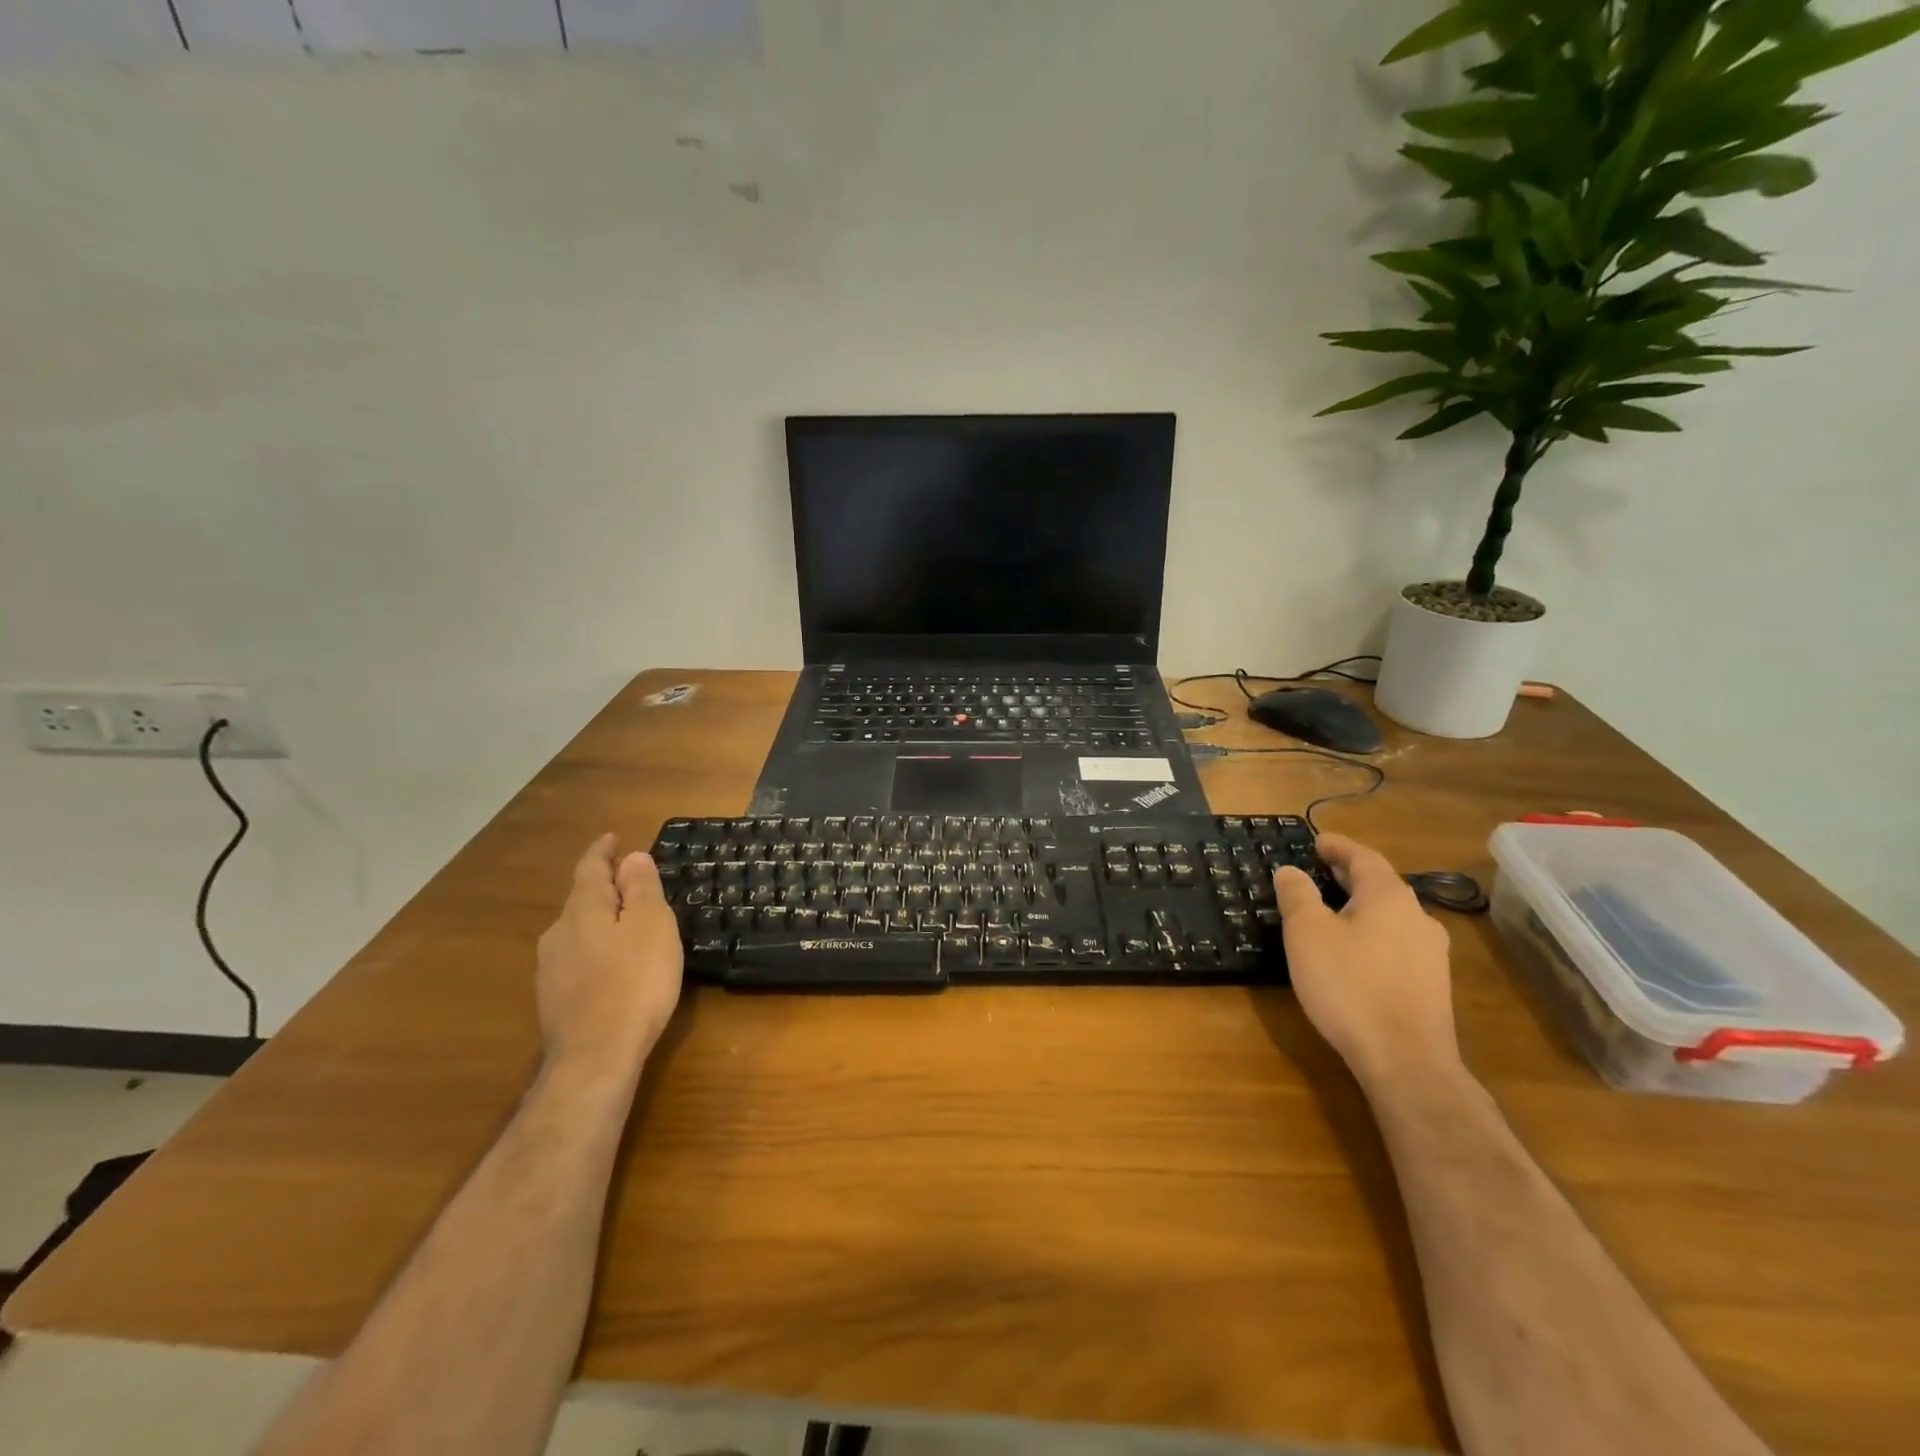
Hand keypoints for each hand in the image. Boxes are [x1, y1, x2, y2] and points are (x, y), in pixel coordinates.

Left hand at [535, 835, 683, 1084]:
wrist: (595, 1058)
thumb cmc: (634, 982)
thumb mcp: (651, 926)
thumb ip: (640, 889)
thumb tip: (630, 857)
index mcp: (583, 910)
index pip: (590, 869)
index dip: (602, 851)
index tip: (612, 838)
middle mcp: (559, 933)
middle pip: (581, 900)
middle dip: (604, 888)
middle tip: (630, 883)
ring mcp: (551, 970)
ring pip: (578, 932)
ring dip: (600, 922)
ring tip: (626, 925)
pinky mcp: (554, 1001)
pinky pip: (578, 960)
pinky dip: (597, 951)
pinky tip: (613, 967)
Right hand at [1273, 833, 1458, 1091]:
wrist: (1406, 1061)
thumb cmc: (1349, 985)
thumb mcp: (1307, 933)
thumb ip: (1297, 895)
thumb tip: (1291, 870)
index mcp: (1389, 897)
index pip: (1363, 857)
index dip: (1338, 846)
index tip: (1316, 841)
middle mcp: (1418, 917)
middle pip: (1380, 885)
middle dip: (1348, 876)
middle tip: (1319, 872)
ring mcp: (1431, 954)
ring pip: (1391, 916)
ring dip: (1361, 907)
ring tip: (1332, 913)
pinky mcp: (1432, 986)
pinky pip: (1396, 944)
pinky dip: (1372, 934)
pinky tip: (1354, 953)